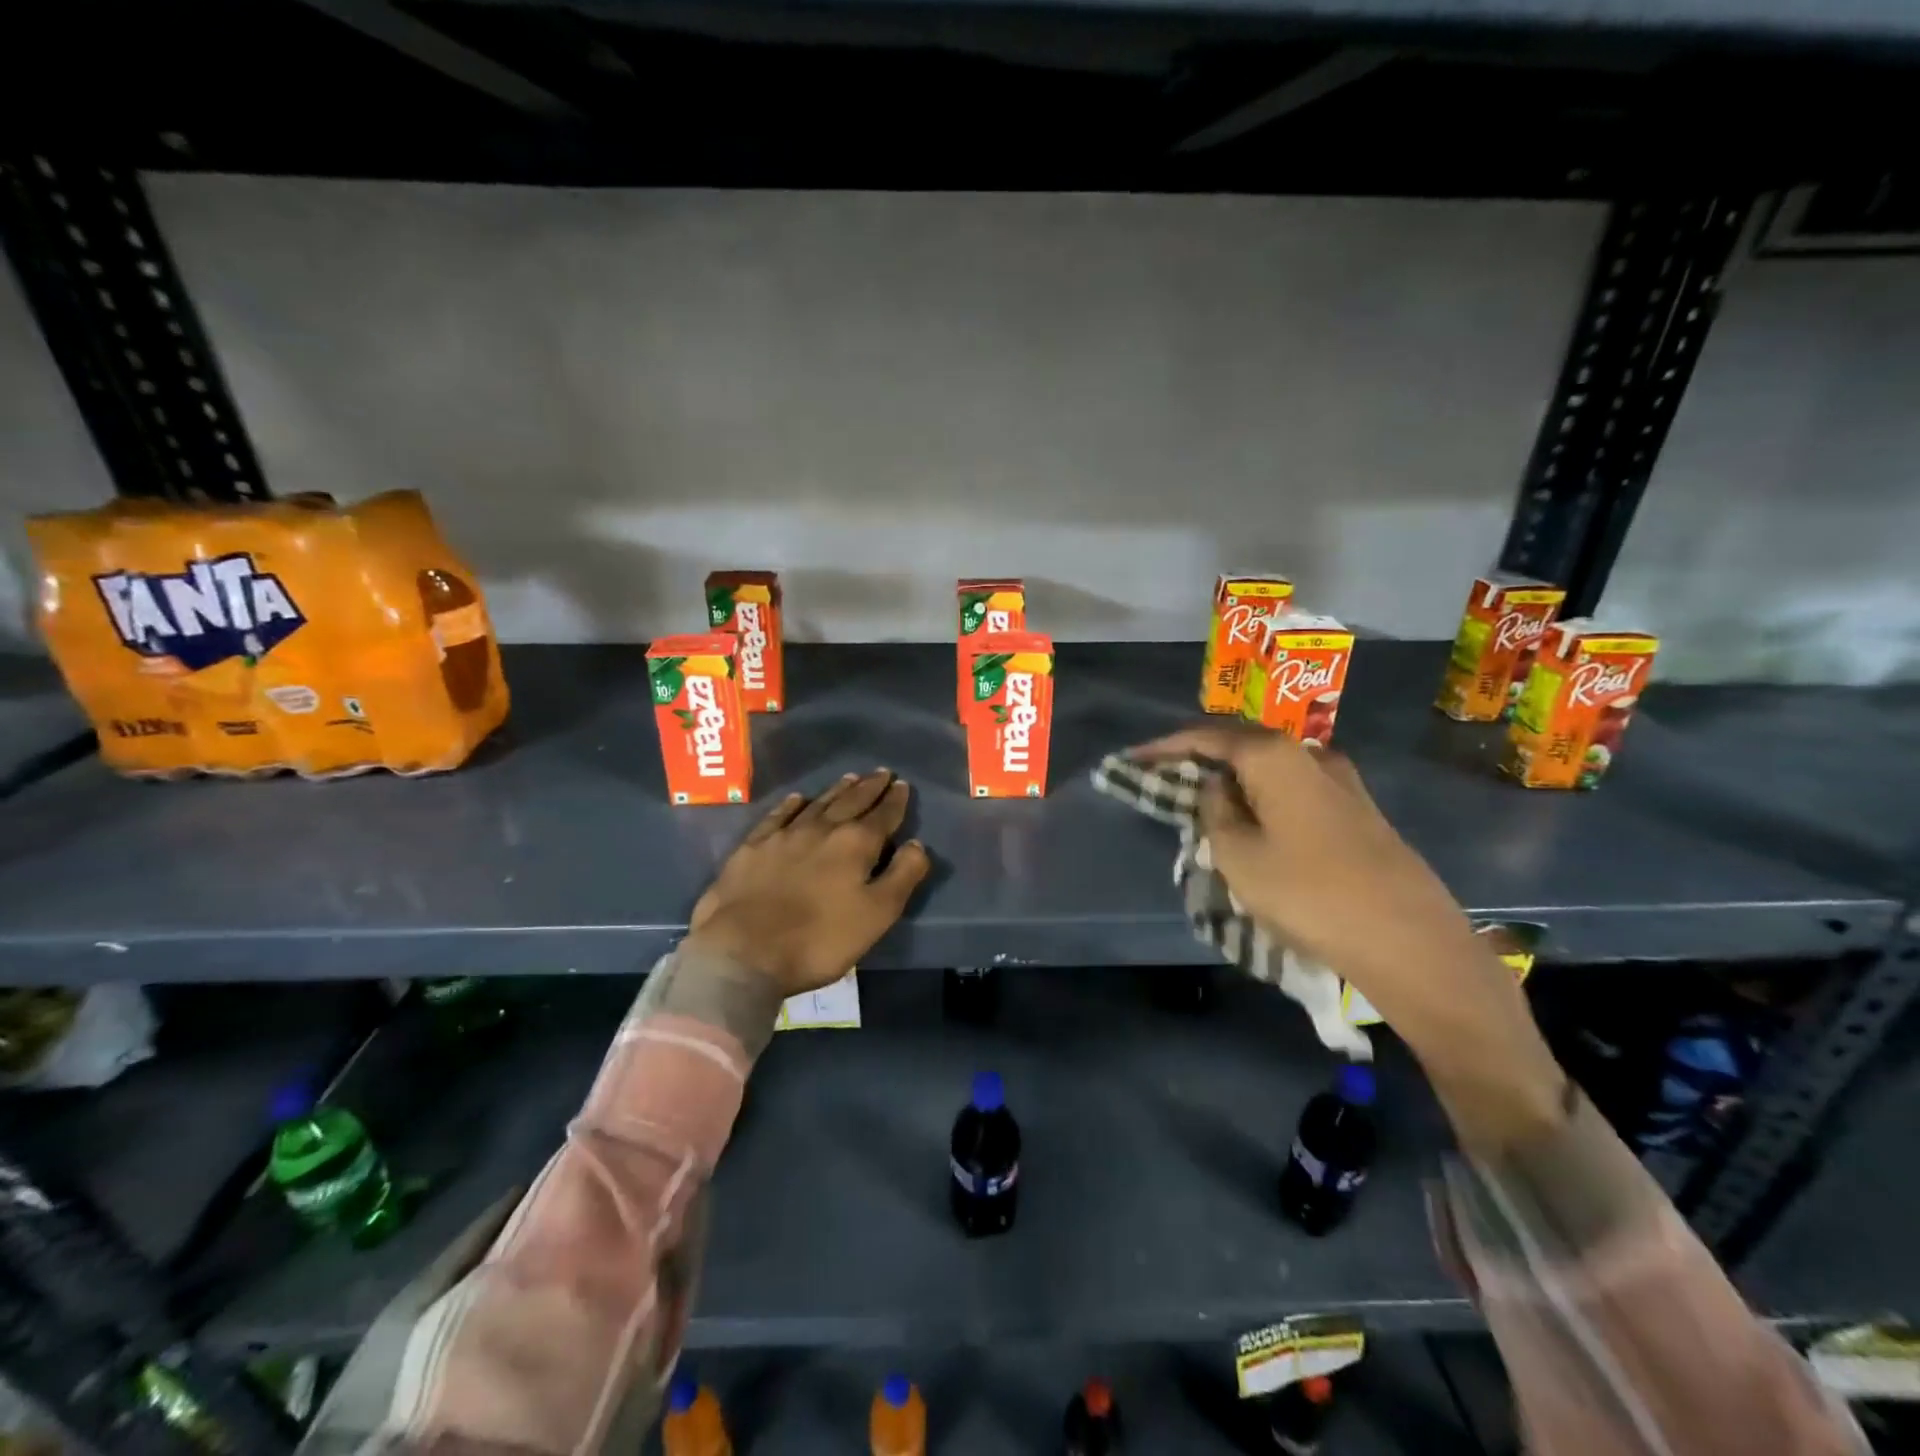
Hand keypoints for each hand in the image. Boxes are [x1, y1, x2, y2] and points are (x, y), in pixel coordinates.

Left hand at [684, 770, 930, 996]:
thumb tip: (916, 843)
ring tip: (850, 777)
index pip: (883, 815)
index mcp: (856, 844)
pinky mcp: (752, 848)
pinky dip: (791, 805)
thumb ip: (903, 875)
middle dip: (869, 787)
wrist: (744, 952)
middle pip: (851, 801)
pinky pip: (777, 816)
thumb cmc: (820, 939)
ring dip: (836, 790)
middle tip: (881, 772)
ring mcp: (784, 835)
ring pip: (817, 804)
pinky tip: (797, 799)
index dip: (895, 800)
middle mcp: (822, 829)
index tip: (902, 785)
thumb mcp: (878, 914)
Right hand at [1128, 726, 1565, 1152]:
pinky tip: (1254, 820)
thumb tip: (1218, 787)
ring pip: (1270, 769)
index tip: (1133, 759)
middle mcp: (1310, 755)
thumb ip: (1215, 812)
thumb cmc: (1309, 894)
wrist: (1409, 941)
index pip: (1206, 737)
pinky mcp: (1359, 810)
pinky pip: (1294, 789)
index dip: (1164, 748)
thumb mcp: (1239, 856)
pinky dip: (1263, 796)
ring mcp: (1341, 781)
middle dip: (1200, 759)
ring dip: (1234, 779)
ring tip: (1205, 802)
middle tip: (1165, 778)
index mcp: (1275, 756)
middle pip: (1241, 745)